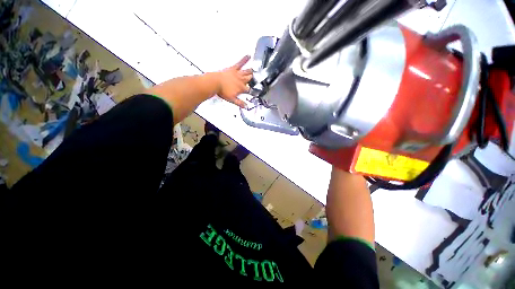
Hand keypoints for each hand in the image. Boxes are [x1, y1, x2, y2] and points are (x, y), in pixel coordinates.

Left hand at [215, 55, 252, 108]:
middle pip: (249, 80)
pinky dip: (244, 59)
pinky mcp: (233, 69)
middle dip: (253, 80)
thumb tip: (246, 106)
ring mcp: (238, 74)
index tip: (253, 92)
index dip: (251, 91)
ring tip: (254, 70)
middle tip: (255, 80)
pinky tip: (248, 55)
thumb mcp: (232, 99)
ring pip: (247, 72)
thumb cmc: (222, 91)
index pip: (249, 90)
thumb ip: (240, 103)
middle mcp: (241, 80)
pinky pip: (240, 63)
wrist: (215, 83)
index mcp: (241, 88)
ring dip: (251, 72)